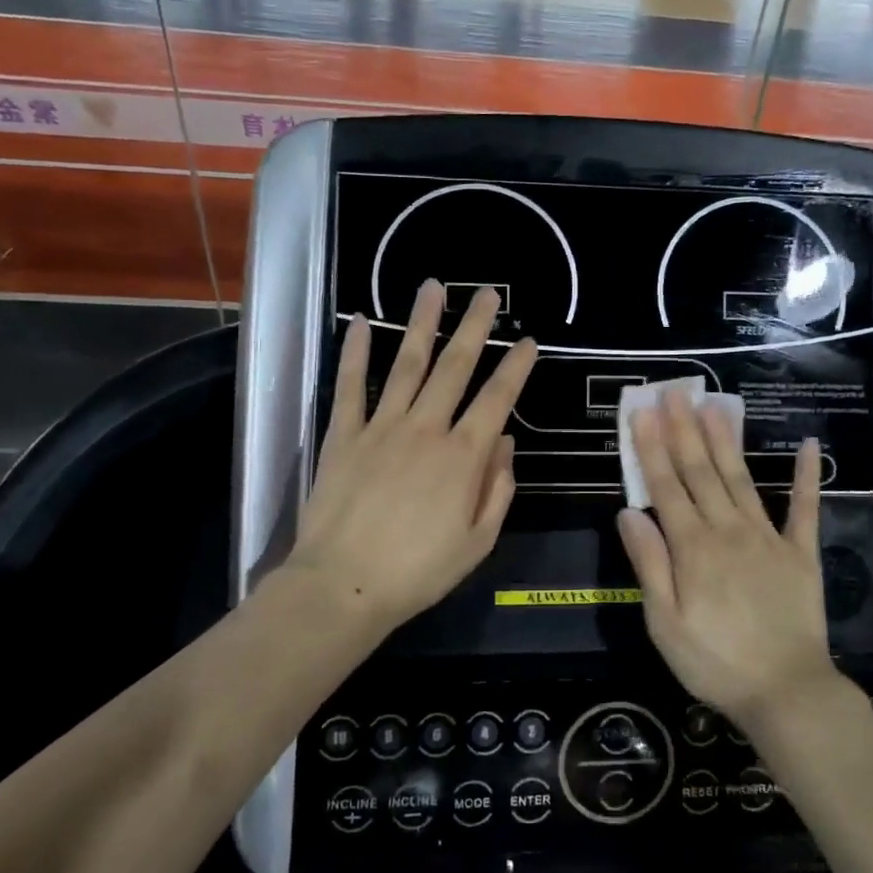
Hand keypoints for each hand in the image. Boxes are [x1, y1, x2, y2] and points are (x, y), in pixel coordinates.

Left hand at [282, 281, 535, 639]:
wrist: (344, 584)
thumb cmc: (419, 571)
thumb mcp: (478, 541)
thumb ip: (498, 489)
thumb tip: (505, 443)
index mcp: (464, 456)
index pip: (498, 399)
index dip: (516, 367)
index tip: (528, 341)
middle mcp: (427, 429)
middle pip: (455, 367)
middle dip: (475, 327)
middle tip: (488, 294)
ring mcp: (382, 426)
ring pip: (408, 364)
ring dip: (422, 324)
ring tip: (434, 288)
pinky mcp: (344, 434)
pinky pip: (351, 386)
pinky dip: (357, 352)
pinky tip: (362, 322)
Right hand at [616, 390, 839, 728]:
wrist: (786, 692)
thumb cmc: (714, 662)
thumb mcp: (664, 623)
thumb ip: (648, 564)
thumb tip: (628, 512)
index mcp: (692, 548)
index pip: (666, 487)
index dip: (652, 448)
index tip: (642, 412)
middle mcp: (728, 530)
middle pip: (701, 472)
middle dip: (684, 429)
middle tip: (674, 391)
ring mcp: (768, 537)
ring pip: (741, 478)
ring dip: (726, 439)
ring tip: (714, 404)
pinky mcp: (801, 552)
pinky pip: (805, 508)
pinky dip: (806, 476)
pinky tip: (808, 444)